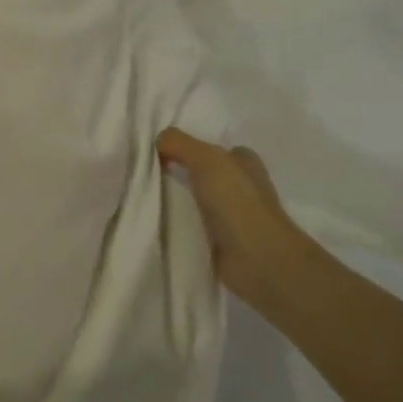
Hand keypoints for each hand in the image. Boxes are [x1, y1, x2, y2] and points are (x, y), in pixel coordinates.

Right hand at [157, 128, 310, 307]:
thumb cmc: (237, 202)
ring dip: (177, 201)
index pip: (213, 149)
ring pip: (197, 200)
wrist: (258, 260)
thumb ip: (178, 143)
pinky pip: (194, 226)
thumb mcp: (205, 159)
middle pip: (203, 175)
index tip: (156, 153)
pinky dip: (179, 225)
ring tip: (143, 198)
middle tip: (144, 175)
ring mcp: (233, 216)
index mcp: (244, 162)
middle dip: (179, 174)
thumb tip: (157, 141)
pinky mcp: (223, 243)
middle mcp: (241, 186)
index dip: (187, 149)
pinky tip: (157, 222)